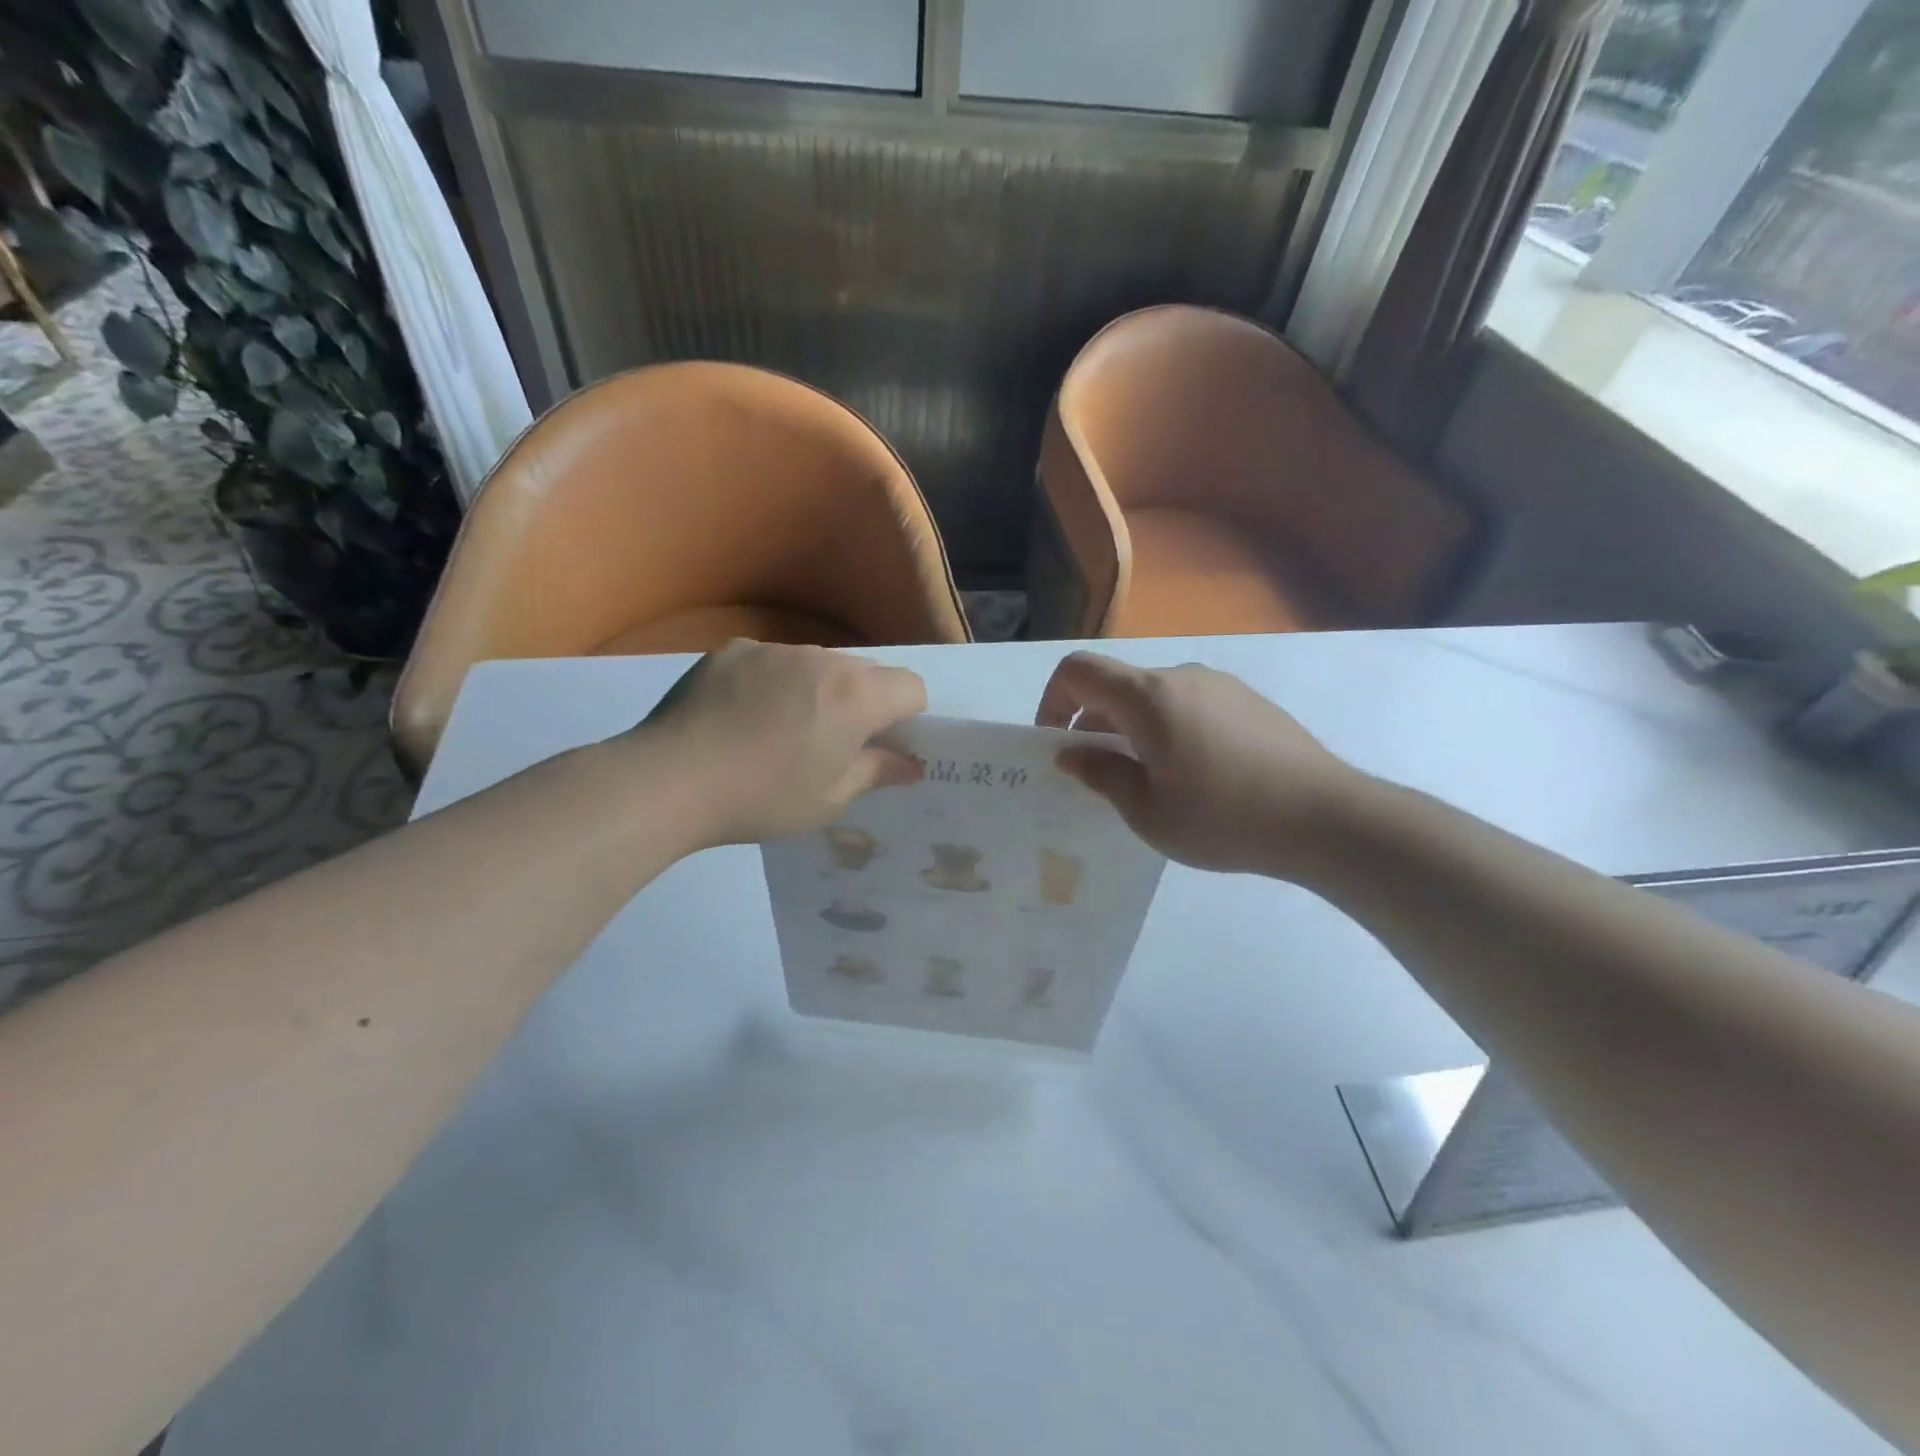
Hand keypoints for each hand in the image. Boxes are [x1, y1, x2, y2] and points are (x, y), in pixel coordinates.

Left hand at [633, 640, 927, 845]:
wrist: (670, 779)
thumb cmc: (763, 798)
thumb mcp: (829, 800)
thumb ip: (877, 772)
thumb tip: (910, 764)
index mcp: (856, 697)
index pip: (911, 686)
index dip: (907, 716)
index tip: (882, 745)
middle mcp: (822, 660)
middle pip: (865, 672)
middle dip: (864, 702)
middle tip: (831, 743)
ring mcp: (774, 649)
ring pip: (818, 664)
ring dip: (818, 689)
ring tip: (779, 730)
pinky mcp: (733, 650)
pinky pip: (773, 661)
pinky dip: (773, 682)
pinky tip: (742, 717)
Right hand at [1035, 652, 1366, 877]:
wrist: (1326, 818)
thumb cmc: (1223, 817)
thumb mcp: (1147, 810)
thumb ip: (1101, 774)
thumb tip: (1071, 752)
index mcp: (1149, 697)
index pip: (1078, 671)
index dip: (1052, 700)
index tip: (1056, 743)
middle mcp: (1182, 676)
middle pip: (1117, 685)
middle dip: (1092, 722)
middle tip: (1098, 774)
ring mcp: (1220, 685)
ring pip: (1155, 697)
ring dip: (1132, 728)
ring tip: (1149, 781)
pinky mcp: (1249, 702)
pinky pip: (1189, 705)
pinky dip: (1169, 729)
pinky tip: (1194, 776)